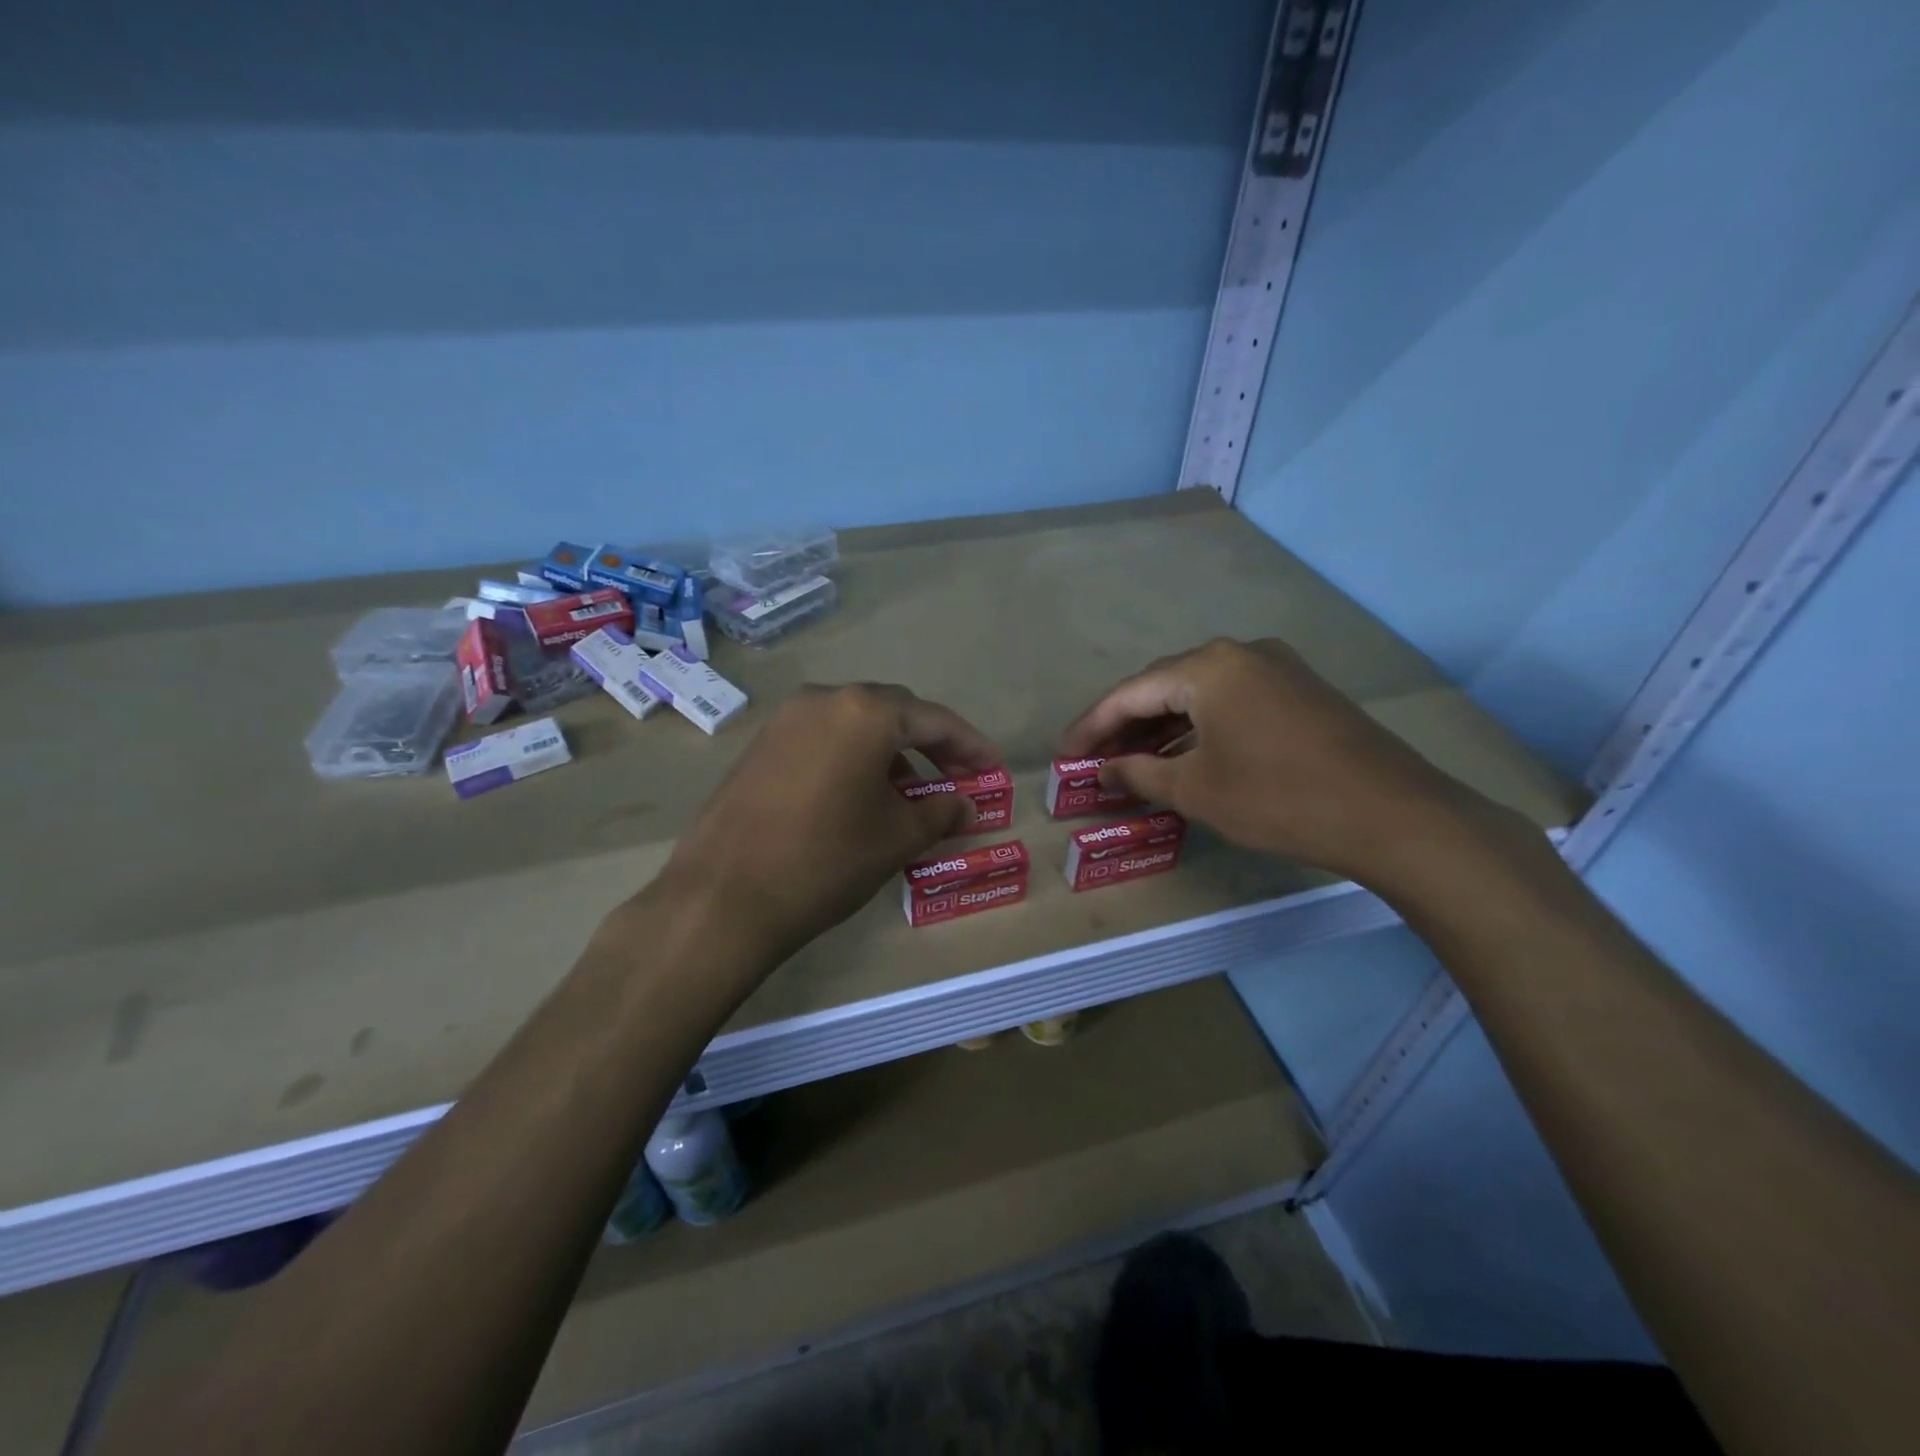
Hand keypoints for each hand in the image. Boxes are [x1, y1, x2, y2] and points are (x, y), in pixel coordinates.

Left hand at [656, 684, 1000, 959]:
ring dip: (891, 751)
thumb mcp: (896, 837)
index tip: (994, 770)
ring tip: (910, 793)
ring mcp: (786, 719)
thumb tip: (967, 806)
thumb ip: (941, 812)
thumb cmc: (826, 860)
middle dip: (931, 744)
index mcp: (866, 712)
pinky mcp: (761, 744)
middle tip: (956, 780)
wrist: (724, 897)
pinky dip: (853, 756)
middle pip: (894, 713)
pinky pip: (823, 737)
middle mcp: (825, 698)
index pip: (935, 720)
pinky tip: (861, 794)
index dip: (971, 746)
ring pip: (856, 724)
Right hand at [1060, 638, 1495, 886]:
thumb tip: (1101, 773)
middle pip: (1163, 687)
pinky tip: (1184, 758)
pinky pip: (1231, 704)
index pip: (1130, 693)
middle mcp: (1240, 654)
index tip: (1064, 755)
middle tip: (1094, 761)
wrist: (1392, 814)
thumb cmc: (1278, 798)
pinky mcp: (1299, 692)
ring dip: (1161, 729)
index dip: (1091, 726)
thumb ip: (1138, 775)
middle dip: (1124, 725)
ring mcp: (1276, 669)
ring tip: (1131, 764)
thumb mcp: (1196, 790)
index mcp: (1208, 667)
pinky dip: (1199, 730)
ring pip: (1199, 696)